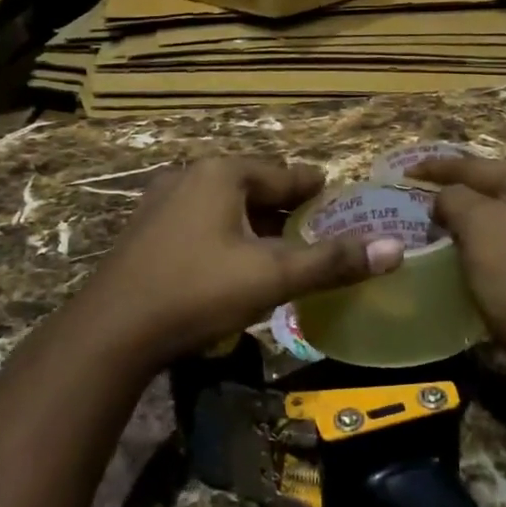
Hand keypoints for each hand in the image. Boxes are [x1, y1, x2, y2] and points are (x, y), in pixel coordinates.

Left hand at [76, 157, 403, 368]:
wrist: (110, 332)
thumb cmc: (197, 292)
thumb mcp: (272, 277)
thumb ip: (332, 262)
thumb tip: (395, 249)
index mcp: (221, 174)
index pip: (284, 173)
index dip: (314, 187)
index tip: (336, 196)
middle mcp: (189, 176)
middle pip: (252, 186)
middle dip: (283, 207)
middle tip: (313, 228)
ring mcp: (161, 202)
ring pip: (223, 204)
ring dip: (253, 221)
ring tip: (278, 246)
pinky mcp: (144, 230)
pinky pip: (199, 220)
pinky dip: (224, 233)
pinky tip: (232, 260)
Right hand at [416, 156, 505, 375]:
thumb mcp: (479, 230)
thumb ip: (456, 200)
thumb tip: (447, 198)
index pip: (472, 166)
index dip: (435, 168)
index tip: (406, 173)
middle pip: (500, 190)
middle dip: (466, 195)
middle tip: (433, 207)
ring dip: (490, 224)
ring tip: (464, 239)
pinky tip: (505, 271)